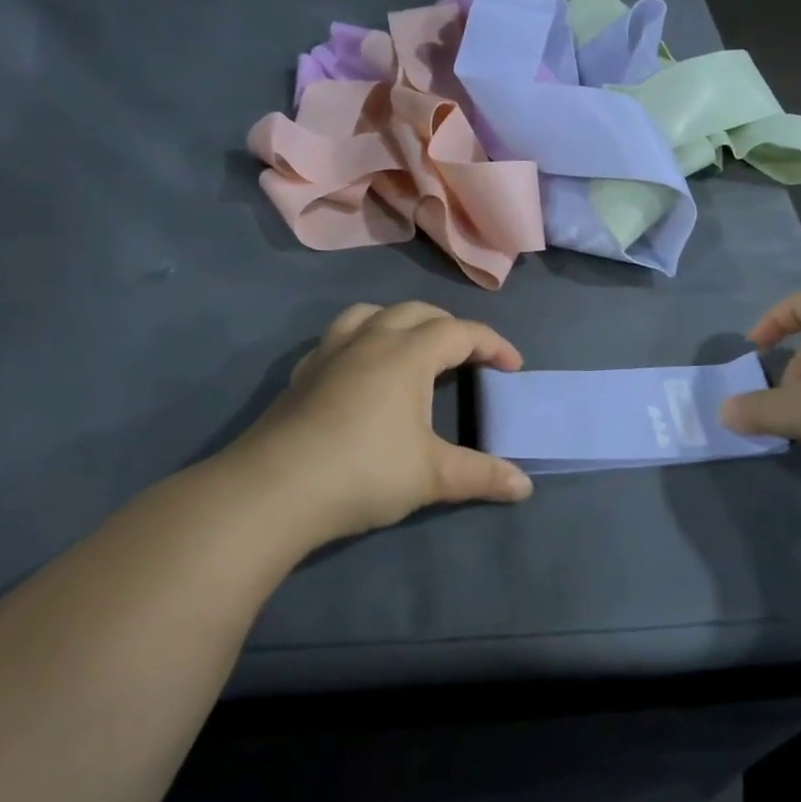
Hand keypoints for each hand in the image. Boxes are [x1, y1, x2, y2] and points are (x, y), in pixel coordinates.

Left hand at [240, 301, 533, 545]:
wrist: (275, 489)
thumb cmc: (365, 471)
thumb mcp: (433, 476)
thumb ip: (482, 476)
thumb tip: (525, 486)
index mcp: (408, 353)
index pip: (461, 332)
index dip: (493, 344)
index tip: (513, 367)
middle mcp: (370, 339)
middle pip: (418, 312)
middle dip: (450, 327)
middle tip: (469, 357)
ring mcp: (330, 353)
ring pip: (371, 313)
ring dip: (400, 322)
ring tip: (412, 349)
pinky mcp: (303, 373)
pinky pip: (338, 338)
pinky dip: (360, 341)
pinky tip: (359, 371)